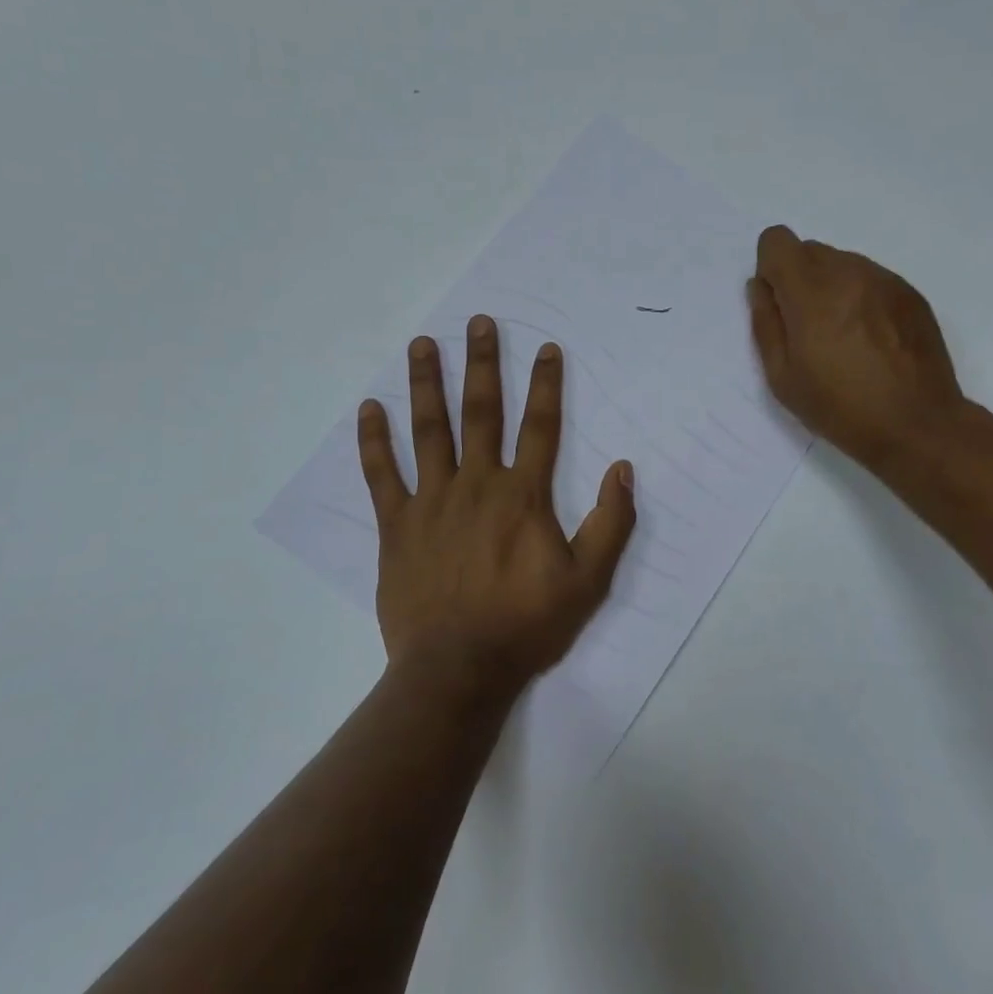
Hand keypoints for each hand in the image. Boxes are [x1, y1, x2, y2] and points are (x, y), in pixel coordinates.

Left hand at [357, 315, 636, 701]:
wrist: (457, 670)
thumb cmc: (526, 624)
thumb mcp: (588, 580)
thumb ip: (610, 523)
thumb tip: (622, 468)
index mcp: (522, 495)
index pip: (540, 426)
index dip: (547, 385)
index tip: (547, 348)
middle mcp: (476, 484)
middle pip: (481, 412)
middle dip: (483, 364)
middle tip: (478, 323)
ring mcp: (432, 502)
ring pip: (429, 430)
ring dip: (427, 384)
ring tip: (423, 344)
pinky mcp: (397, 525)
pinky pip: (382, 475)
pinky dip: (374, 440)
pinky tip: (369, 409)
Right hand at [748, 225, 969, 472]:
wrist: (917, 425)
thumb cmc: (840, 408)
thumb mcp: (783, 378)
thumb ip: (766, 324)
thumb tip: (760, 288)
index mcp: (811, 291)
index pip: (777, 240)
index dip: (770, 268)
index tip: (780, 304)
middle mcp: (848, 272)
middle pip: (810, 250)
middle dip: (800, 280)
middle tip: (810, 330)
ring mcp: (884, 280)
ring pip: (842, 264)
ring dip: (833, 288)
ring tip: (845, 338)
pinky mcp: (910, 293)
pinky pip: (872, 279)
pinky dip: (862, 298)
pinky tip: (873, 340)